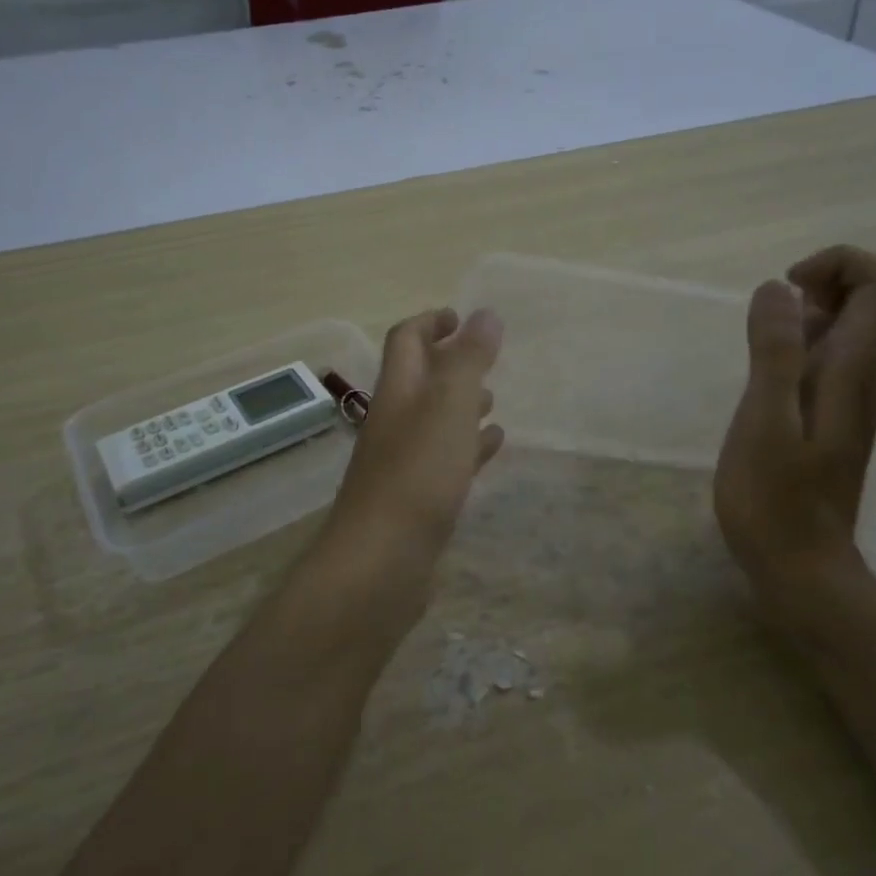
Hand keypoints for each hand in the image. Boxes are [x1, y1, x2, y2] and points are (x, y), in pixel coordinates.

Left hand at [315, 308, 504, 599]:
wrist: (382, 561)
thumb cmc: (418, 474)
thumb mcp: (450, 406)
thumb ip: (469, 360)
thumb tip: (486, 314)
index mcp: (398, 391)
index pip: (407, 340)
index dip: (431, 322)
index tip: (462, 316)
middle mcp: (395, 421)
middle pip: (420, 380)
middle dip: (450, 363)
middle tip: (486, 358)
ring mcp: (403, 462)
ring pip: (435, 420)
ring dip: (461, 405)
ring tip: (494, 401)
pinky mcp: (416, 498)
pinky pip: (445, 459)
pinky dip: (467, 446)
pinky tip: (491, 447)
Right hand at [714, 246, 875, 602]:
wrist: (799, 566)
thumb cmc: (774, 498)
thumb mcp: (764, 420)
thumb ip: (774, 351)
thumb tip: (778, 287)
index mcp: (855, 368)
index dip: (840, 264)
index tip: (787, 290)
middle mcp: (866, 374)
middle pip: (874, 297)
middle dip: (823, 283)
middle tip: (771, 317)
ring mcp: (852, 397)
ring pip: (852, 326)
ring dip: (809, 314)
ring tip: (762, 344)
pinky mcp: (833, 416)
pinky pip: (832, 355)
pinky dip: (802, 344)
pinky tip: (766, 375)